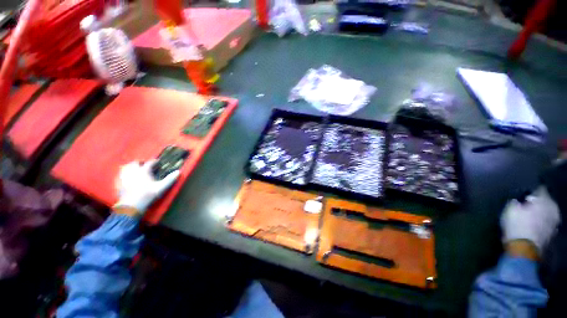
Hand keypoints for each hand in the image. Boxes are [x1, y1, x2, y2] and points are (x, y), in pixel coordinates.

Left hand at [114, 160, 179, 213]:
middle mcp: (132, 171)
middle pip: (135, 163)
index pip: (149, 163)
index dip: (154, 161)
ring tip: (135, 169)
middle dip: (140, 162)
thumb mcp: (161, 188)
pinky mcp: (118, 182)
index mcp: (143, 171)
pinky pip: (120, 174)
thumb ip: (169, 179)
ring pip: (125, 167)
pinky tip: (127, 176)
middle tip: (145, 165)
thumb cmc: (147, 195)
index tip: (157, 162)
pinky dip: (124, 173)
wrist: (131, 206)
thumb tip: (178, 172)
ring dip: (131, 166)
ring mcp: (124, 176)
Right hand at [501, 186, 560, 256]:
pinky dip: (541, 222)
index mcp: (545, 200)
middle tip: (528, 203)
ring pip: (548, 213)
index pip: (540, 189)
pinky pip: (546, 223)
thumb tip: (519, 200)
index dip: (532, 190)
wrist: (523, 248)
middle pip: (546, 201)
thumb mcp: (510, 209)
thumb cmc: (517, 224)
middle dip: (538, 202)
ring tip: (531, 214)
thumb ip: (516, 201)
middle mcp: (553, 208)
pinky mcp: (552, 233)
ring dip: (540, 213)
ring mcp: (555, 222)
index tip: (525, 191)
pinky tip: (534, 224)